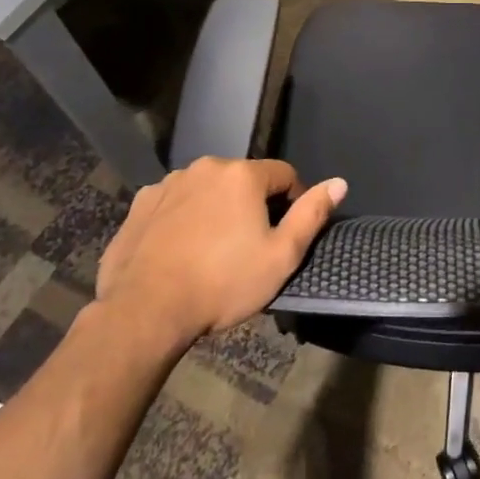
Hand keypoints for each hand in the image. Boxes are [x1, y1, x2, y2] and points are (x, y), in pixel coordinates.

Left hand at [94, 158, 346, 348]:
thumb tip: (339, 182)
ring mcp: (168, 184)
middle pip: (244, 180)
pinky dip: (184, 218)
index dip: (294, 201)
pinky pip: (175, 203)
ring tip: (214, 249)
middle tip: (251, 245)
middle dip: (253, 205)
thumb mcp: (281, 256)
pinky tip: (181, 250)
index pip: (285, 175)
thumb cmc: (223, 283)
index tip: (287, 232)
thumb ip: (311, 215)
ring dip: (217, 209)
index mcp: (243, 175)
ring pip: (208, 190)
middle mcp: (205, 167)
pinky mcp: (140, 204)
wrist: (144, 311)